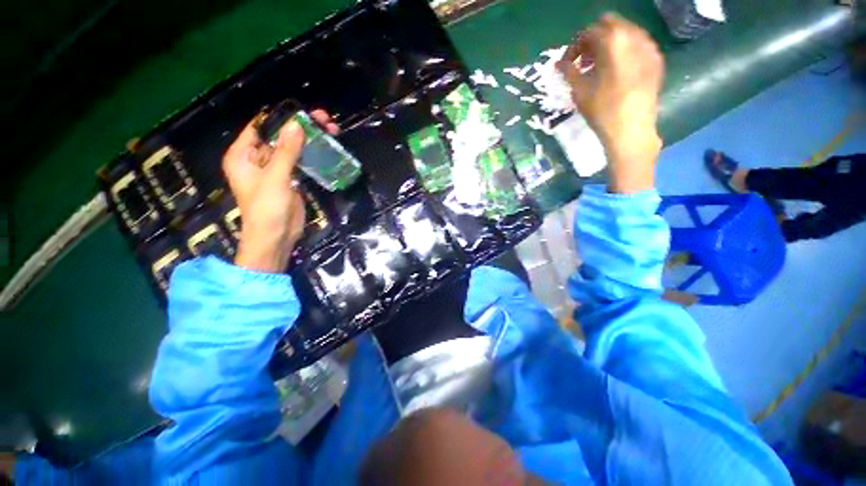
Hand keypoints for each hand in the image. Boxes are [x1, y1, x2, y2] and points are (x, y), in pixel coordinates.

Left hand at [223, 109, 337, 271]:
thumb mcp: (275, 178)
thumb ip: (286, 151)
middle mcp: (257, 159)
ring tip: (331, 130)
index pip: (260, 127)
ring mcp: (275, 169)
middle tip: (324, 119)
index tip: (303, 111)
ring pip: (293, 148)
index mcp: (243, 155)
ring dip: (310, 140)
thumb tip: (297, 124)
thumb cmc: (267, 209)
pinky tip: (326, 148)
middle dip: (301, 128)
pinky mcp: (290, 179)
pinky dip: (312, 155)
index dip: (280, 117)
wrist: (277, 237)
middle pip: (280, 136)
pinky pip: (301, 161)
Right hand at [557, 14, 664, 193]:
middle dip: (593, 40)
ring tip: (598, 67)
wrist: (631, 130)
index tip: (568, 63)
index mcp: (613, 41)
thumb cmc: (602, 111)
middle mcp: (634, 36)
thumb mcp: (580, 91)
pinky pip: (638, 45)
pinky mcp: (657, 60)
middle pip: (610, 25)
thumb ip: (569, 71)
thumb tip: (558, 64)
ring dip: (609, 45)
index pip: (589, 32)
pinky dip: (624, 51)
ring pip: (626, 32)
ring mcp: (649, 47)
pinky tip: (617, 70)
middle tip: (584, 61)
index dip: (575, 47)